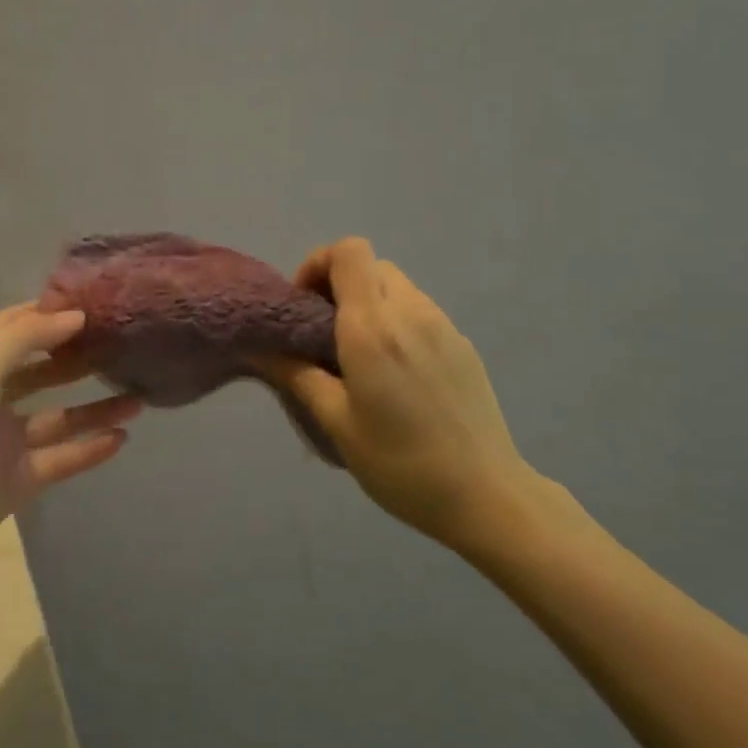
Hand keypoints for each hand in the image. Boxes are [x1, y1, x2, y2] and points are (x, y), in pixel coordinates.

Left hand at [0, 303, 141, 578]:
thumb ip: (26, 337)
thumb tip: (76, 316)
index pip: (18, 329)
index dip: (52, 315)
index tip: (97, 305)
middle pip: (45, 373)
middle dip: (81, 360)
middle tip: (127, 350)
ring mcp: (7, 442)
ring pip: (60, 419)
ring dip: (96, 409)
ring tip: (139, 397)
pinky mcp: (19, 482)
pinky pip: (61, 460)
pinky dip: (90, 450)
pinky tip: (122, 438)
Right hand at [262, 238, 573, 555]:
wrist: (487, 495)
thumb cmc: (401, 464)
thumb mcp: (337, 423)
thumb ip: (297, 376)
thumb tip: (260, 348)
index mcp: (373, 329)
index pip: (349, 252)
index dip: (319, 264)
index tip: (304, 305)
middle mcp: (410, 313)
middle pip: (371, 265)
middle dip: (340, 284)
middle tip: (324, 330)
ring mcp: (444, 327)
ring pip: (397, 286)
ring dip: (369, 303)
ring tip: (358, 354)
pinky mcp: (463, 345)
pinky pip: (420, 311)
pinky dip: (396, 321)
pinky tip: (395, 372)